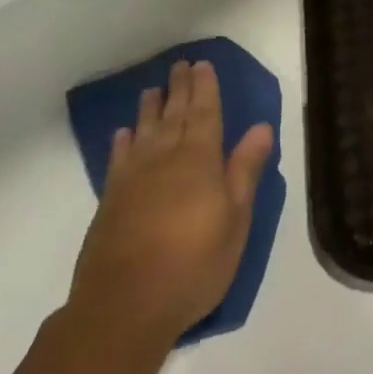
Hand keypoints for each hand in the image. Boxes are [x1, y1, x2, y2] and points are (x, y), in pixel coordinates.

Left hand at [67, 59, 274, 345]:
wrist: (124, 309)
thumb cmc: (193, 264)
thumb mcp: (236, 220)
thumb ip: (245, 170)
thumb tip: (261, 126)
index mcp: (200, 161)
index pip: (205, 114)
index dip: (205, 88)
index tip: (203, 64)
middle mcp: (165, 160)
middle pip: (174, 116)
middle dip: (180, 89)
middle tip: (180, 65)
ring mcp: (134, 180)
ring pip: (145, 133)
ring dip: (150, 109)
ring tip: (152, 90)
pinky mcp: (111, 203)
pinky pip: (118, 160)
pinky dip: (122, 143)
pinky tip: (124, 133)